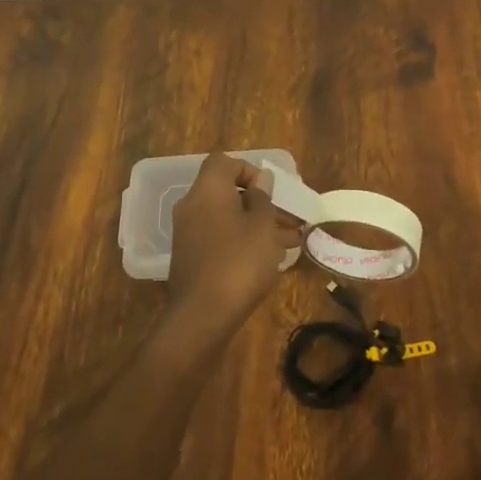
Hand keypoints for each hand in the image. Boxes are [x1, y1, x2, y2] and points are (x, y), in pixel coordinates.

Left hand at [166, 152, 300, 334]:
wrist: (202, 317)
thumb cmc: (239, 262)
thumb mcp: (262, 226)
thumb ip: (263, 198)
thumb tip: (260, 181)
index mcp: (207, 190)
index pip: (224, 162)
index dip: (249, 170)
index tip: (270, 190)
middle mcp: (192, 206)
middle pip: (228, 192)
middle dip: (261, 203)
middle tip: (291, 218)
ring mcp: (189, 234)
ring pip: (227, 218)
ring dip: (257, 225)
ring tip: (291, 241)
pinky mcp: (191, 259)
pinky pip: (220, 238)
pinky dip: (242, 241)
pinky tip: (269, 258)